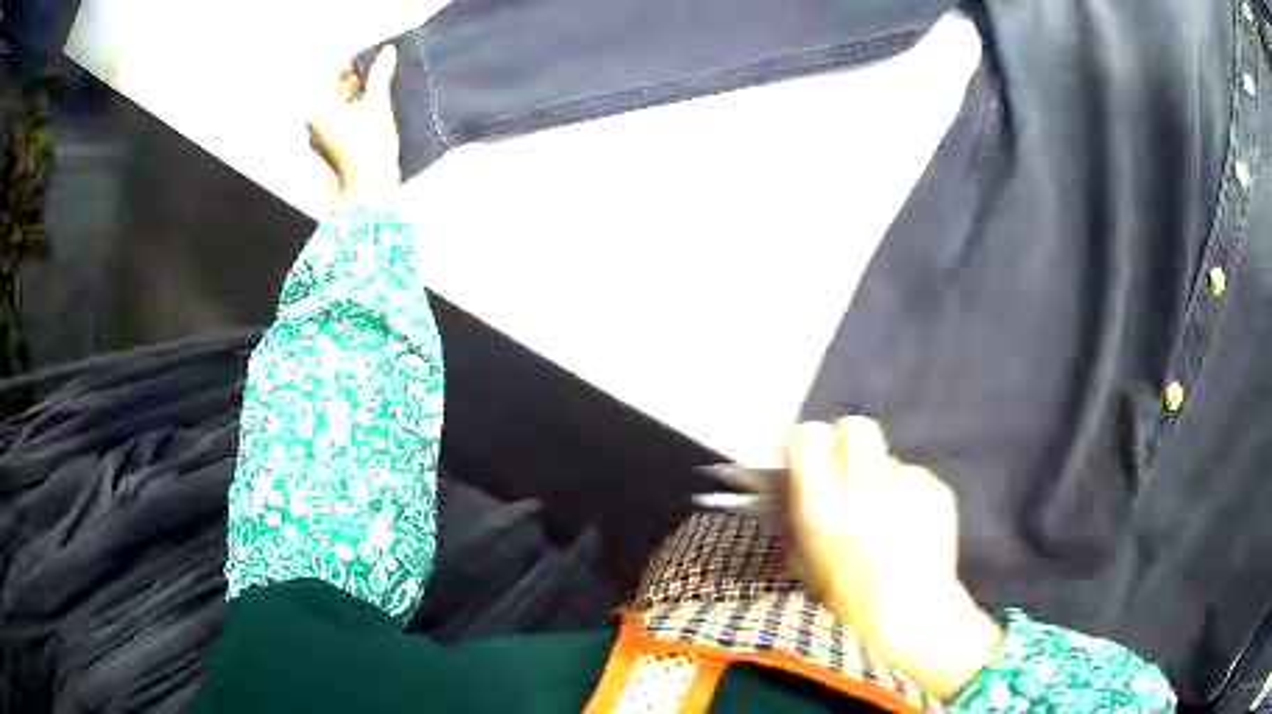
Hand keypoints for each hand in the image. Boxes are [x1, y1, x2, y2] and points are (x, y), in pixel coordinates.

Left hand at [306, 46, 400, 199]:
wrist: (370, 187)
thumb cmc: (368, 147)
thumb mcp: (377, 103)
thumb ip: (380, 74)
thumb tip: (387, 52)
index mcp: (317, 109)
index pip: (329, 74)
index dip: (350, 64)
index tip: (369, 62)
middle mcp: (315, 123)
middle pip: (332, 91)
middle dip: (354, 81)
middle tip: (375, 76)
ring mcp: (322, 138)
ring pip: (338, 106)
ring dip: (357, 97)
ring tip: (377, 94)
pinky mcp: (333, 149)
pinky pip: (341, 122)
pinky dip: (355, 113)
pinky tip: (372, 113)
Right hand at [783, 417, 1001, 697]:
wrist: (916, 616)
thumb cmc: (851, 601)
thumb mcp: (807, 563)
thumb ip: (798, 517)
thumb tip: (790, 481)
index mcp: (825, 511)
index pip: (808, 439)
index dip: (802, 440)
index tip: (801, 451)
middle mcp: (867, 489)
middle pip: (853, 426)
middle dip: (844, 440)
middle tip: (843, 467)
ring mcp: (908, 485)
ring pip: (885, 456)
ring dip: (877, 475)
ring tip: (883, 513)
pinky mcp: (937, 488)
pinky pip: (912, 477)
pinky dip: (905, 493)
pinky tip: (907, 525)